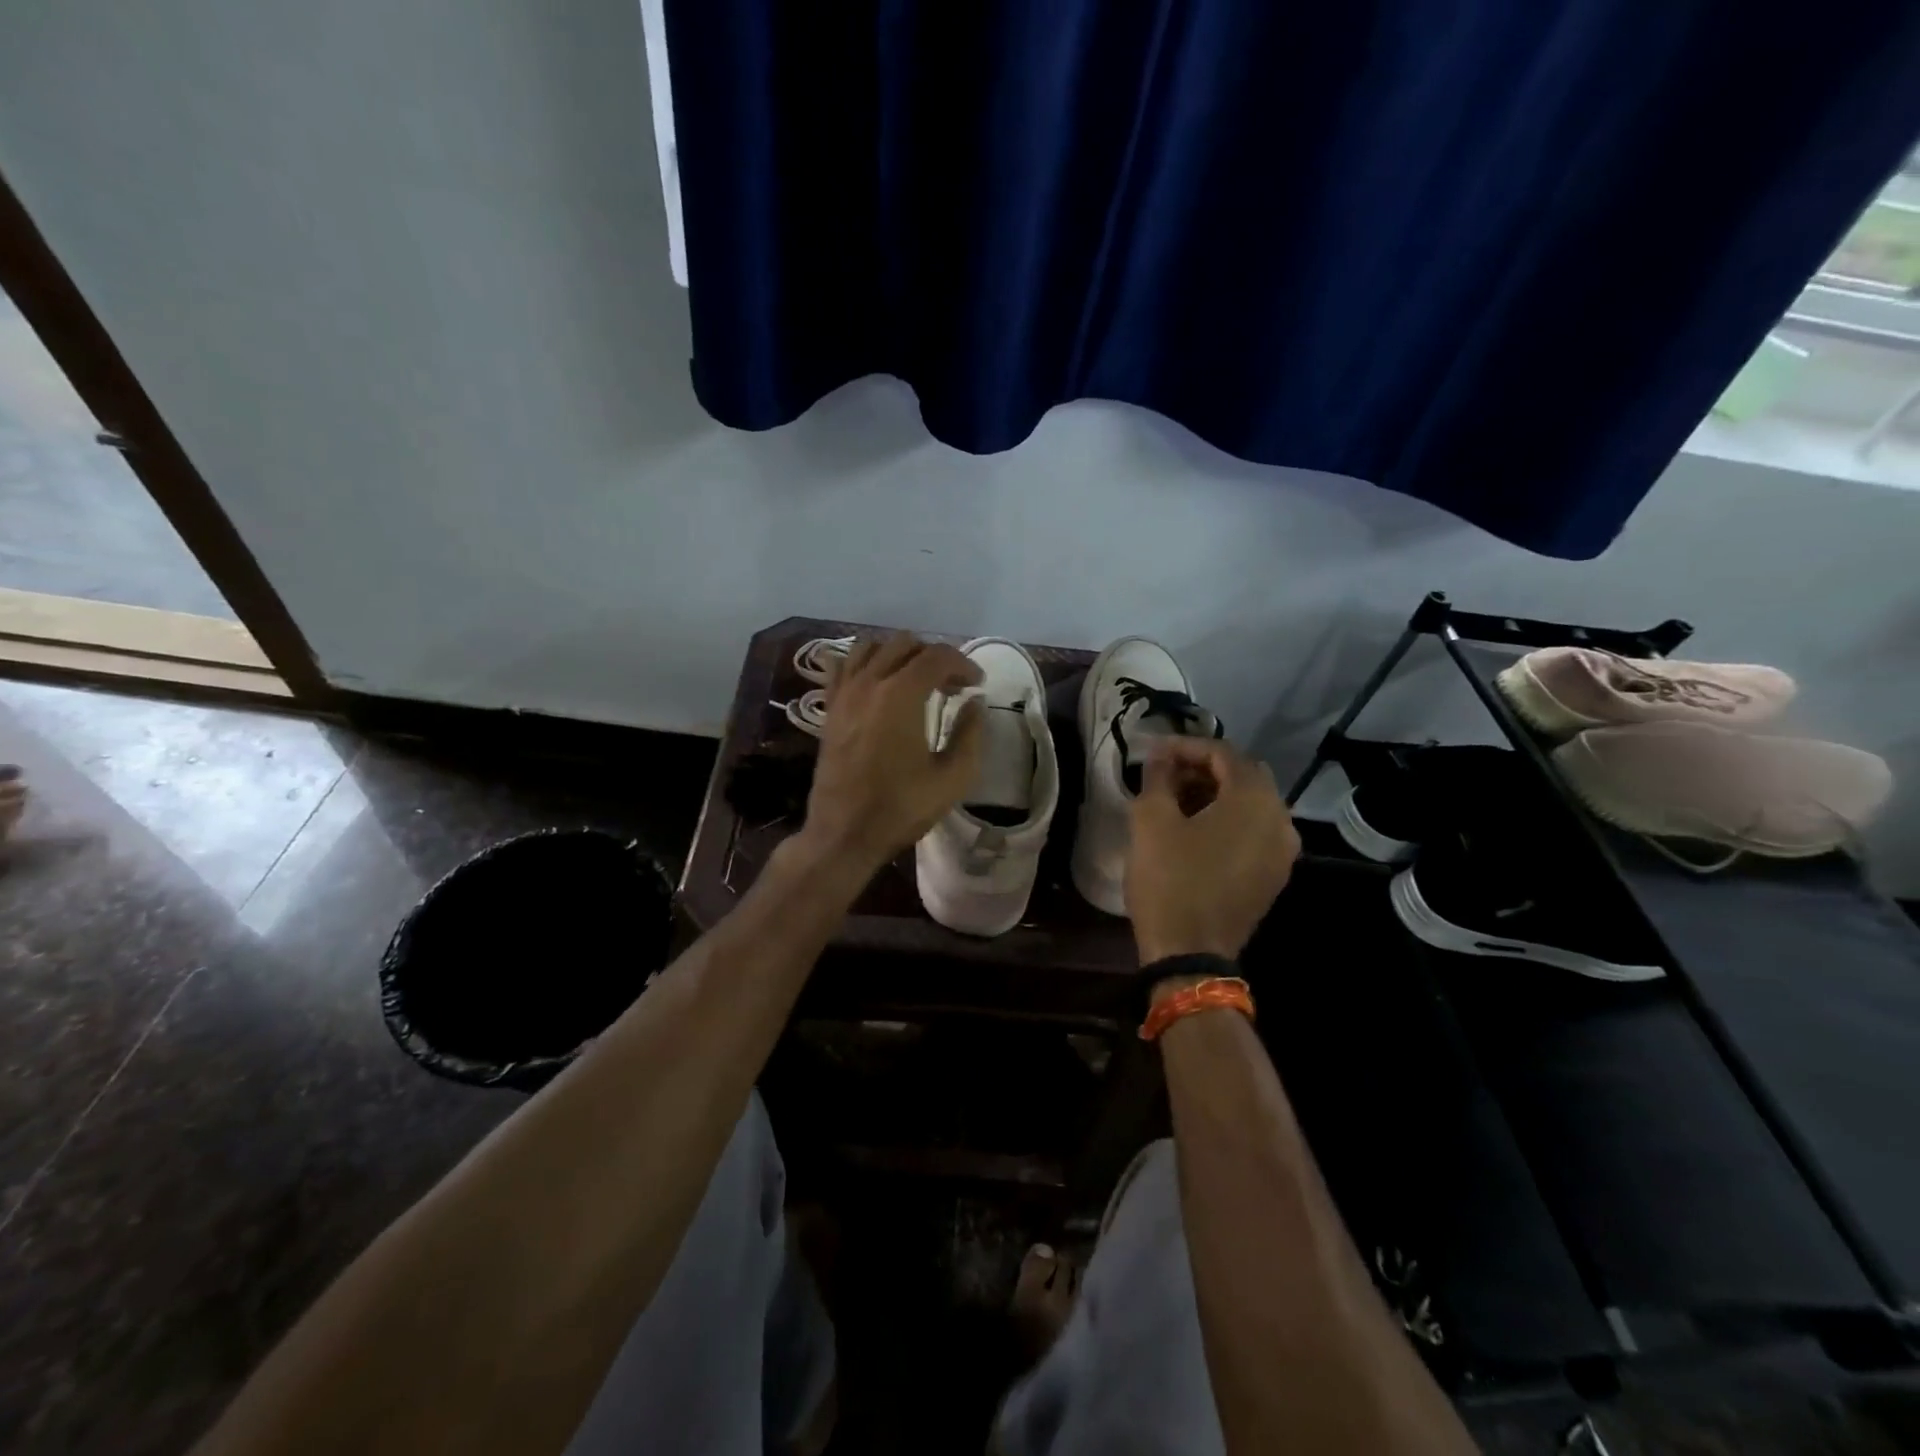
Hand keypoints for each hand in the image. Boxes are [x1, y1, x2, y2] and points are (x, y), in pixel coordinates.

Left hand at [798, 634, 984, 876]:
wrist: (844, 833)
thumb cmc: (901, 808)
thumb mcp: (953, 778)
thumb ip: (970, 733)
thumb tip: (975, 703)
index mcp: (901, 695)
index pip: (938, 656)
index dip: (964, 665)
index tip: (976, 686)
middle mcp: (869, 683)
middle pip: (905, 644)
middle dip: (934, 657)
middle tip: (951, 687)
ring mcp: (844, 693)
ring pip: (872, 647)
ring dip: (900, 655)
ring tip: (916, 681)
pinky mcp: (829, 707)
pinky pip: (844, 665)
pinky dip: (865, 663)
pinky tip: (878, 683)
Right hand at [1127, 738, 1299, 967]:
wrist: (1190, 952)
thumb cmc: (1170, 879)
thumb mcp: (1151, 820)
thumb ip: (1157, 777)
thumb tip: (1160, 756)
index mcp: (1254, 799)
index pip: (1222, 753)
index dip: (1185, 746)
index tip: (1153, 752)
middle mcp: (1280, 819)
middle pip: (1242, 775)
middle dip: (1202, 769)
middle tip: (1165, 775)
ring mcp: (1282, 851)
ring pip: (1250, 804)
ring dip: (1214, 794)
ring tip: (1175, 801)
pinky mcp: (1273, 875)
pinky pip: (1253, 831)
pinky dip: (1227, 820)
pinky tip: (1194, 830)